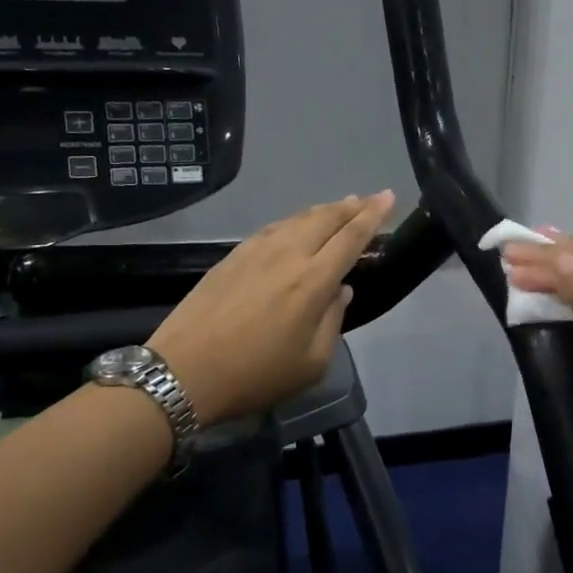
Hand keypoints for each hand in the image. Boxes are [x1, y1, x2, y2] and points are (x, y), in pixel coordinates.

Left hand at [151, 191, 394, 425]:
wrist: (183, 372)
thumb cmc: (255, 375)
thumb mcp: (311, 363)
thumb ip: (333, 321)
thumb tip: (341, 291)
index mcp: (312, 282)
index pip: (351, 238)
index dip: (373, 216)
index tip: (388, 197)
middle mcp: (287, 256)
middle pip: (326, 218)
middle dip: (353, 206)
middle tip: (370, 199)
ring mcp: (256, 252)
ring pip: (298, 219)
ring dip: (324, 210)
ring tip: (340, 207)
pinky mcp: (232, 257)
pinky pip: (274, 228)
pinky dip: (295, 221)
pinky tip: (297, 226)